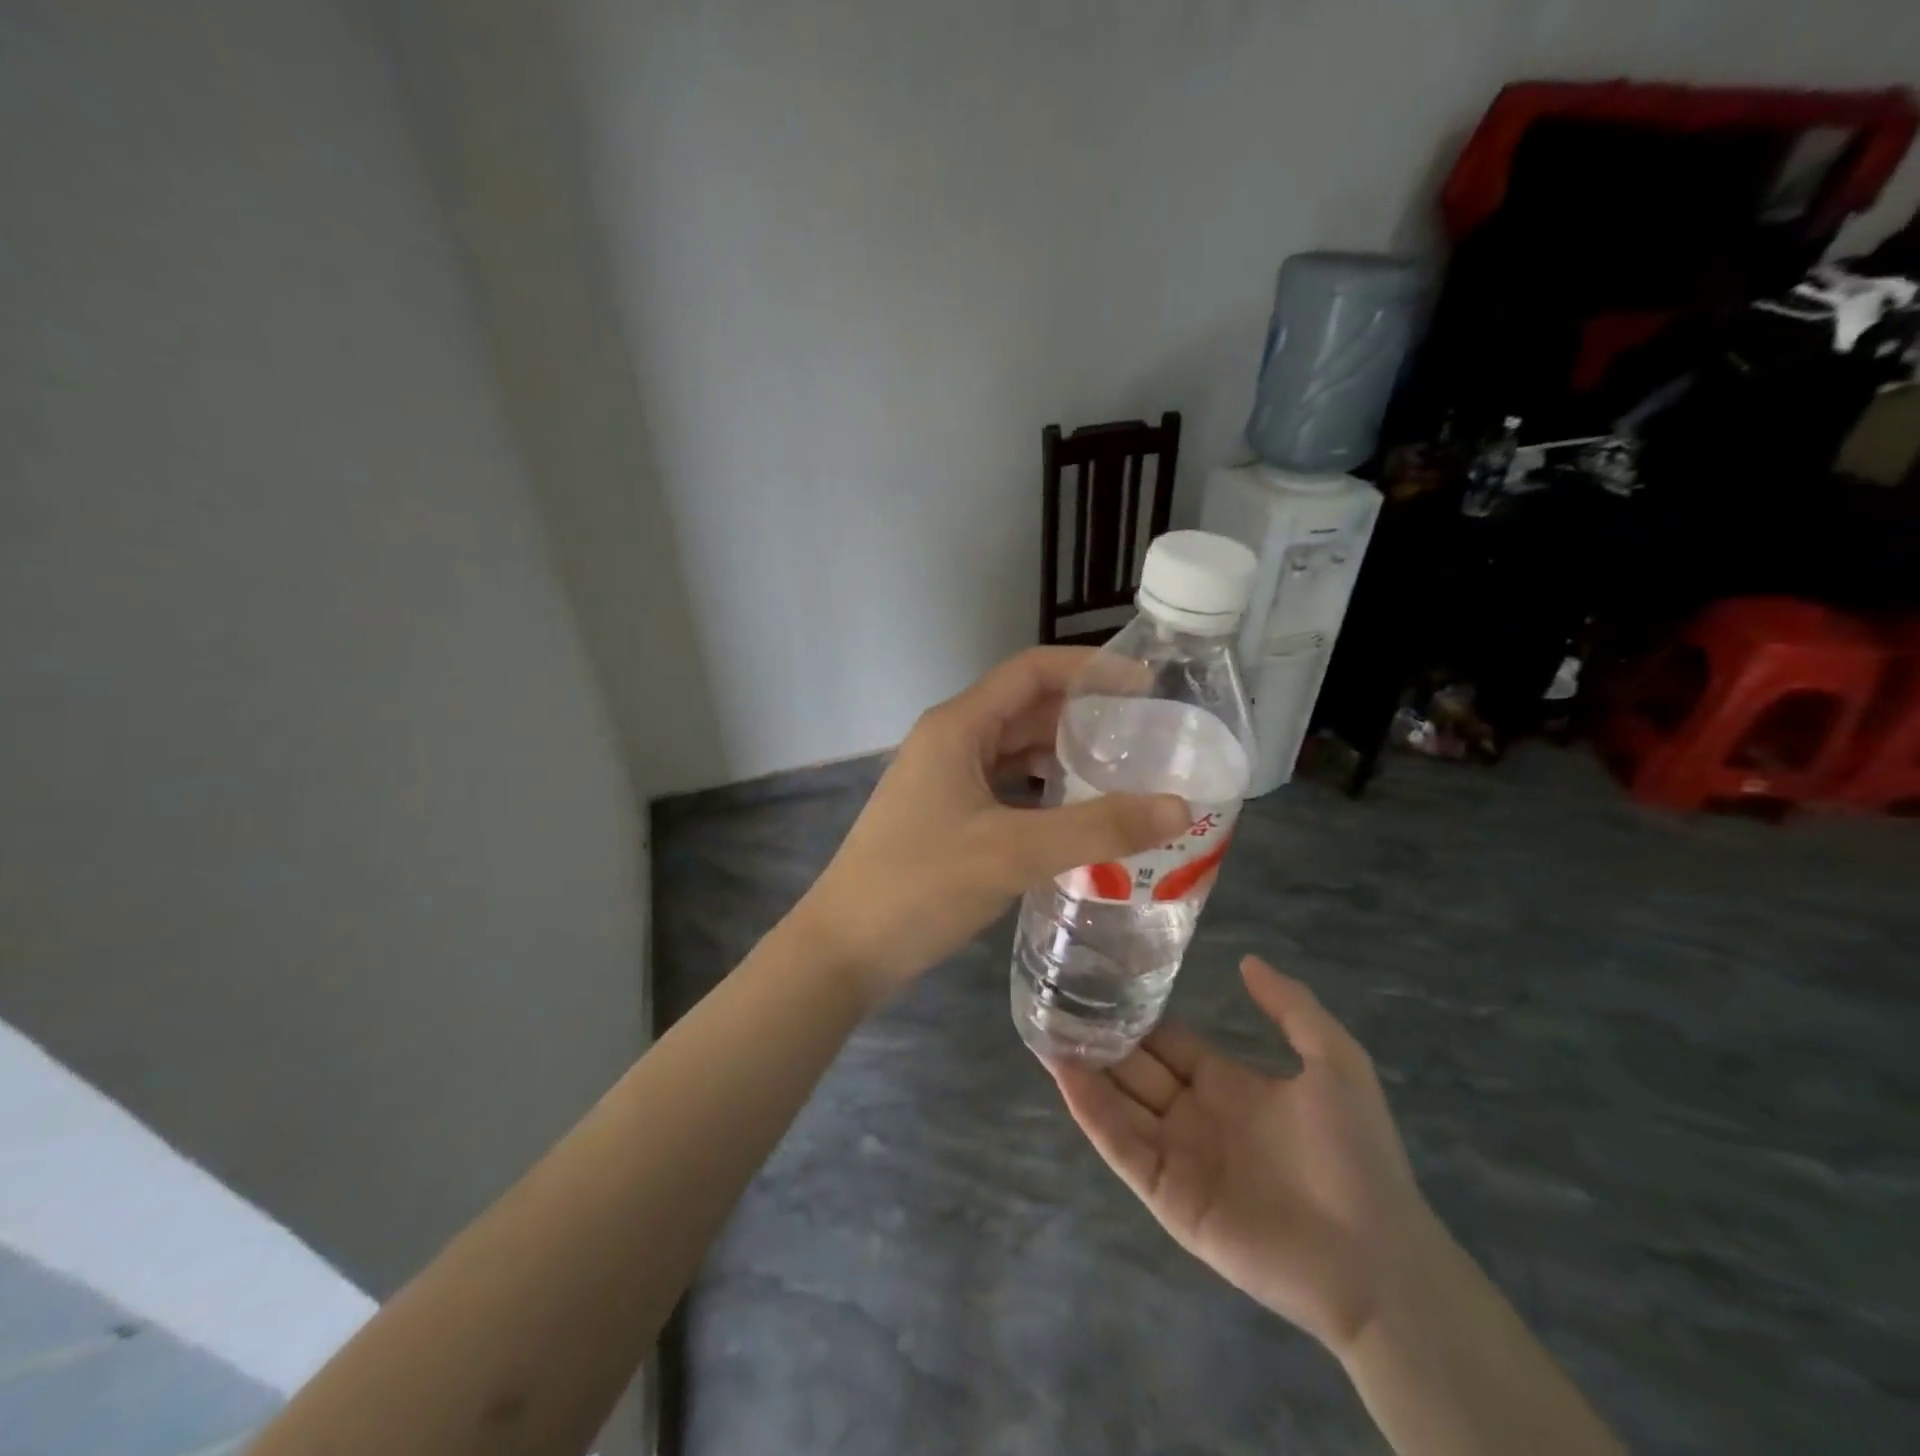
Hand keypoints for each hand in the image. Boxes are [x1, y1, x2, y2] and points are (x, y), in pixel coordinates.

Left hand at [793, 647, 1189, 1001]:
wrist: (843, 948)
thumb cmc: (921, 885)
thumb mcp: (1014, 851)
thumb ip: (1098, 828)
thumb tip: (1180, 807)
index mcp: (958, 727)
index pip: (1031, 671)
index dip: (1088, 668)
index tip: (1145, 684)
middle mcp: (949, 741)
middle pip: (1026, 711)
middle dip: (1084, 718)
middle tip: (1147, 739)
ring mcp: (942, 780)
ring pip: (1015, 754)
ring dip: (1064, 759)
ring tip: (1124, 777)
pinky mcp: (943, 816)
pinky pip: (1004, 789)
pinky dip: (1042, 795)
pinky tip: (1076, 820)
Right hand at [1050, 956, 1436, 1353]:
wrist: (1377, 1260)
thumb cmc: (1356, 1154)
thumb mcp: (1334, 1061)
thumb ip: (1290, 1007)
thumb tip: (1246, 960)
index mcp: (1225, 1084)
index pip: (1167, 1040)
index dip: (1137, 1013)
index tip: (1099, 979)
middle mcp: (1193, 1114)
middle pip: (1134, 1066)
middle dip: (1099, 1036)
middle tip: (1055, 997)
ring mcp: (1176, 1155)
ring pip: (1118, 1102)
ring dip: (1082, 1069)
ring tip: (1044, 1028)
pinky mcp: (1166, 1194)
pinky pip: (1121, 1145)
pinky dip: (1091, 1111)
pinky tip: (1065, 1075)